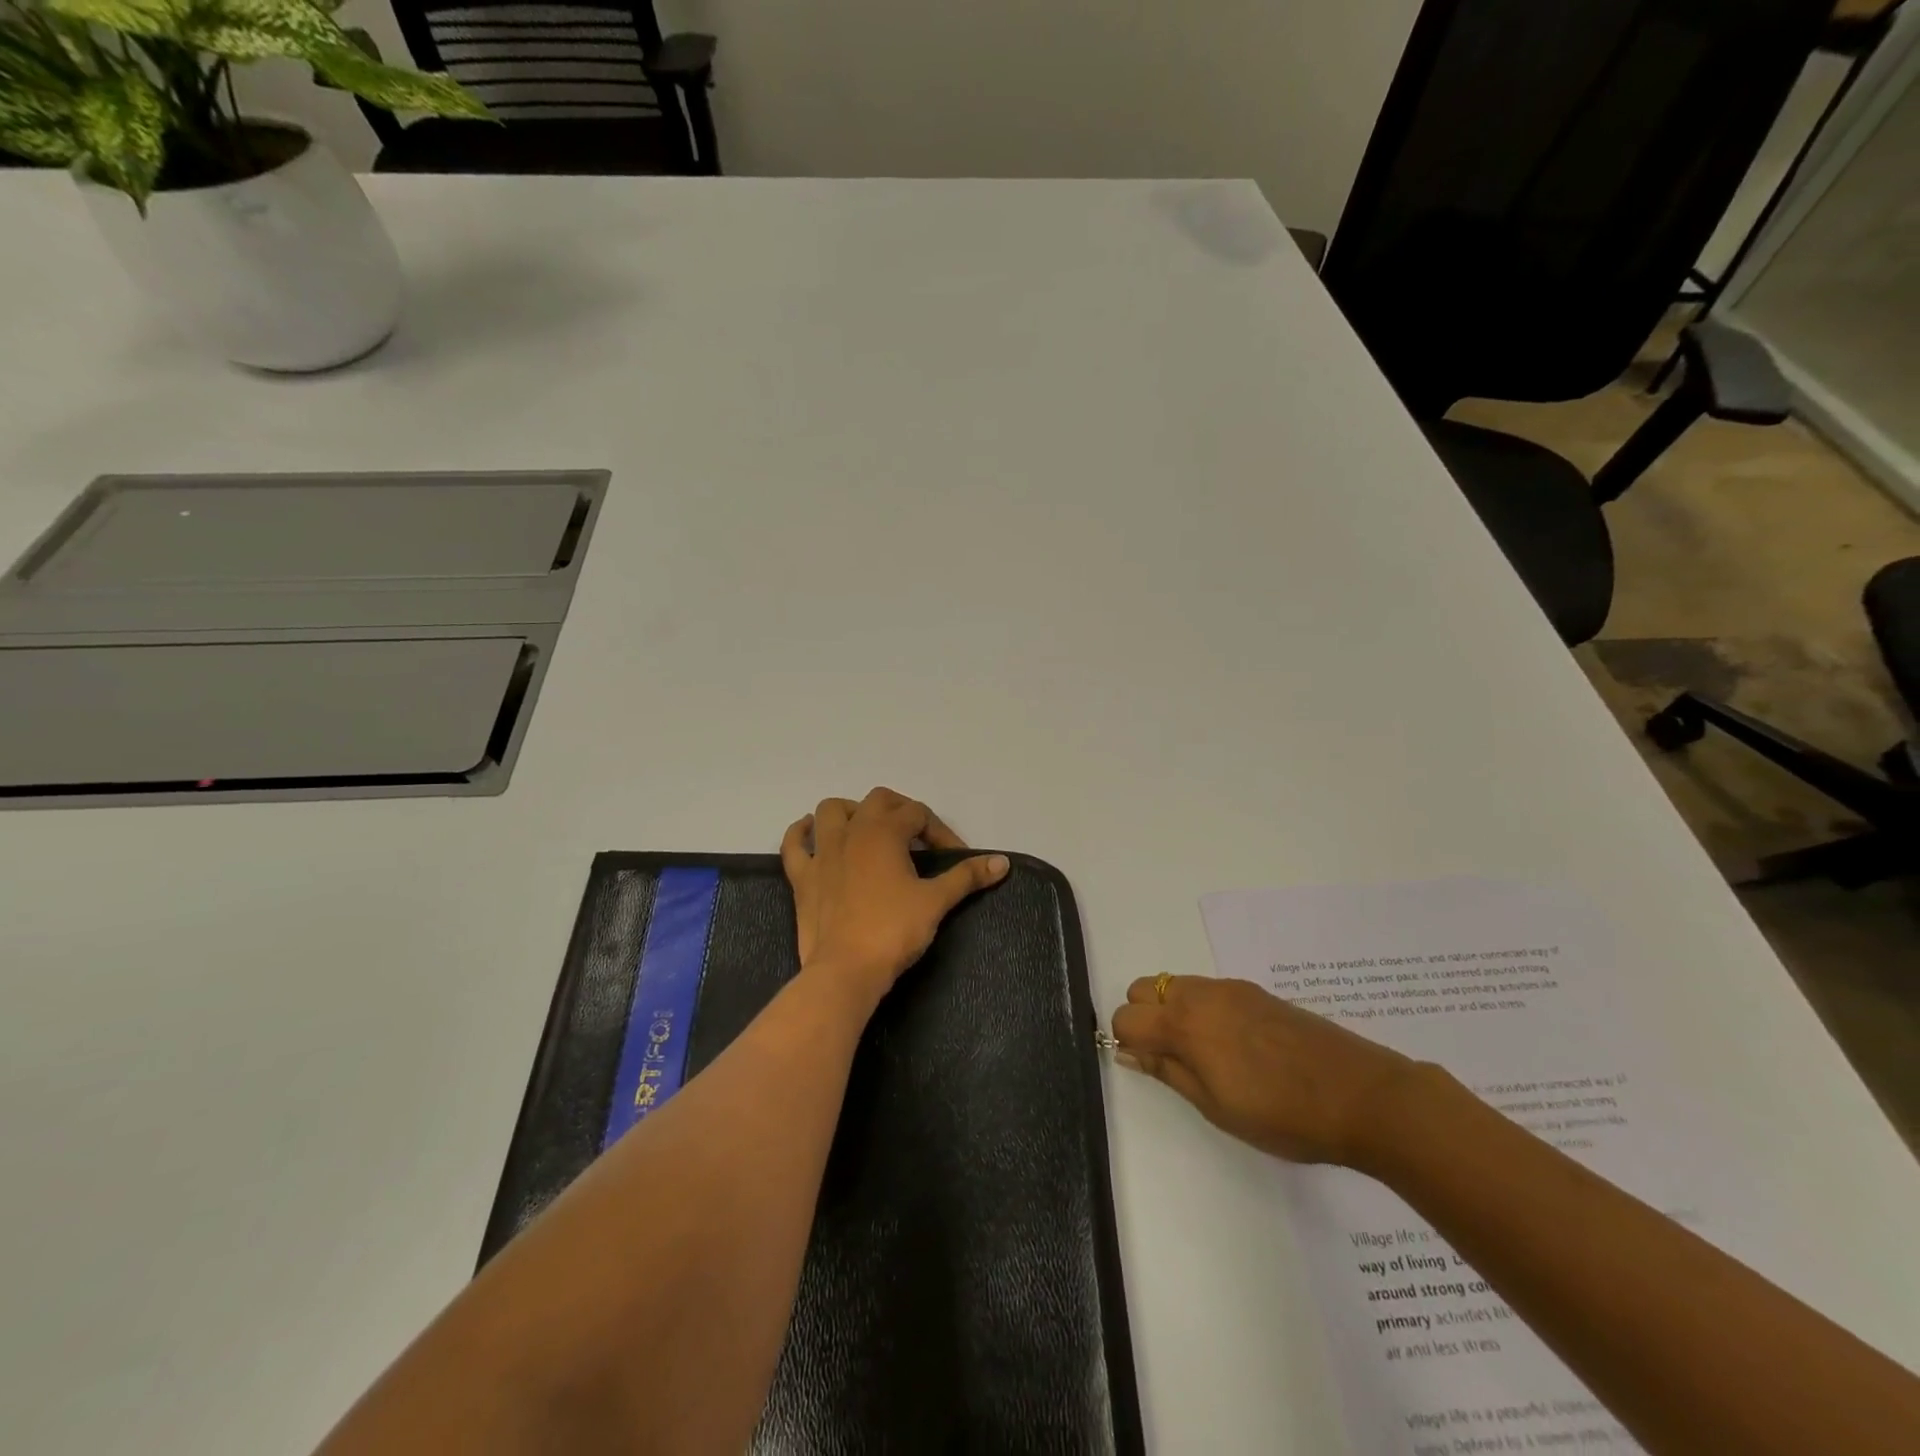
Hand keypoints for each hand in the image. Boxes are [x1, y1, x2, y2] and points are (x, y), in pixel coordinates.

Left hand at [781, 788, 1009, 1006]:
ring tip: (869, 828)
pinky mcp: (802, 877)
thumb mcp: (936, 901)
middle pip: (878, 800)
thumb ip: (967, 876)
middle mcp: (852, 831)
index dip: (941, 832)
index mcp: (885, 832)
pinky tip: (810, 831)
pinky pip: (794, 844)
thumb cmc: (894, 931)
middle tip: (918, 837)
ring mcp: (823, 852)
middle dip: (901, 810)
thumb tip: (1002, 862)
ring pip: (832, 810)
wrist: (846, 970)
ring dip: (852, 811)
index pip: (918, 814)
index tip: (956, 858)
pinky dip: (801, 833)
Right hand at [1111, 975, 1420, 1166]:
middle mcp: (1201, 994)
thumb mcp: (1215, 1106)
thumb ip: (1167, 1072)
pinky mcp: (1256, 992)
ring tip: (1204, 1056)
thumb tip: (1128, 1051)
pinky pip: (1208, 990)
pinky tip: (1234, 1046)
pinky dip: (1201, 1009)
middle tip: (1170, 1059)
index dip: (1126, 1042)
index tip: (1147, 1067)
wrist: (1361, 1094)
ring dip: (1172, 1011)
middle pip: (1145, 988)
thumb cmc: (1281, 1113)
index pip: (1126, 1016)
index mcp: (1184, 1022)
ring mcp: (1231, 989)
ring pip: (1176, 986)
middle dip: (1143, 1017)